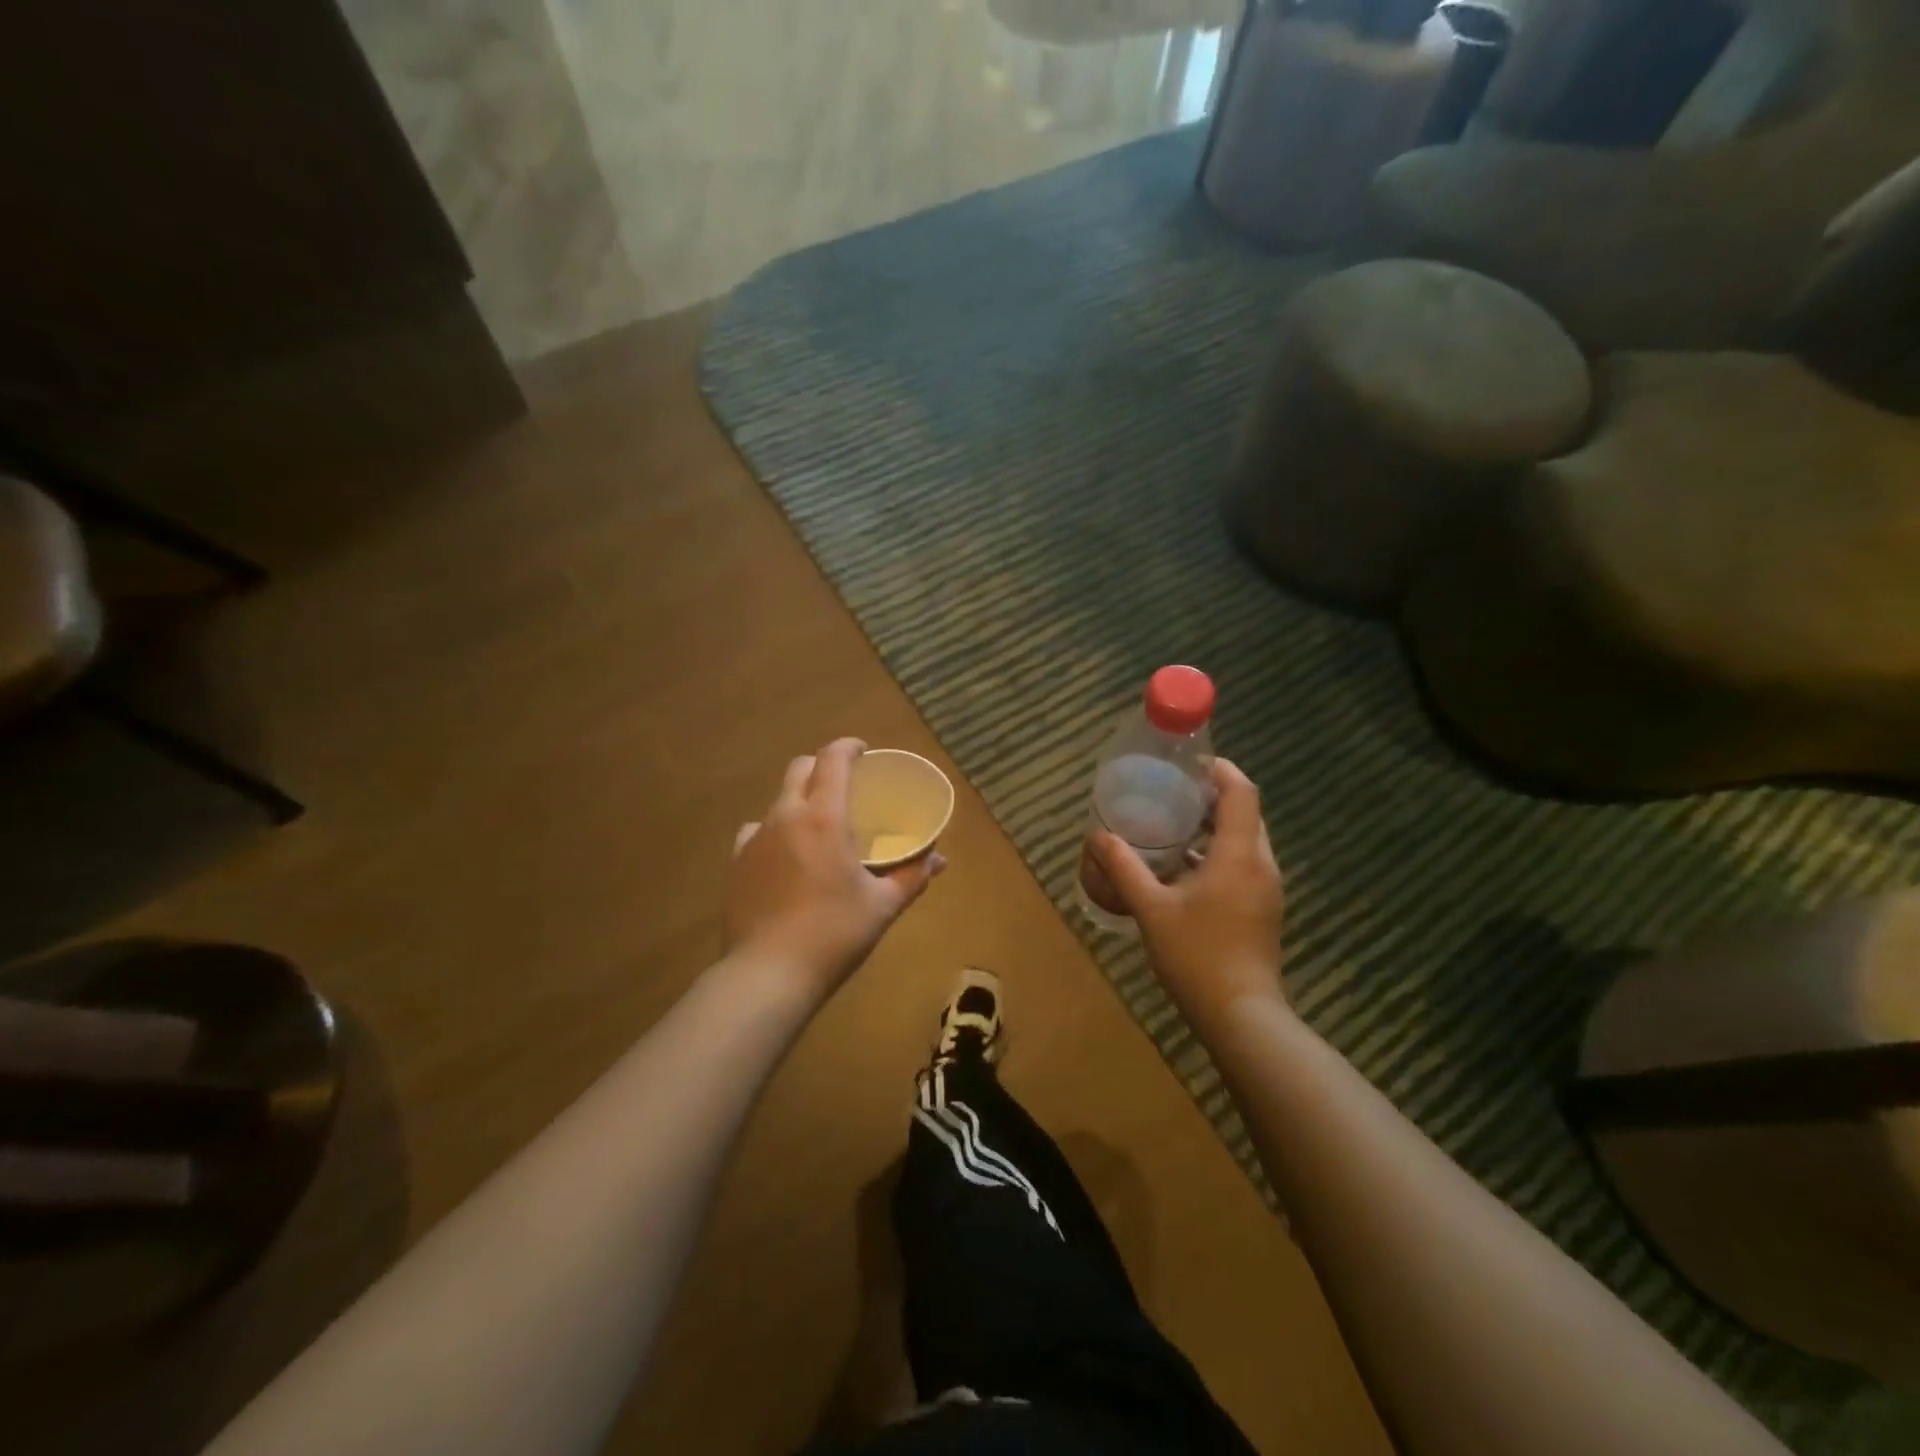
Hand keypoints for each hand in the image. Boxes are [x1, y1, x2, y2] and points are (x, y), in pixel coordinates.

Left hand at [727, 738, 945, 1006]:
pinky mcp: (737, 863)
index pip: (832, 760)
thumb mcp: (882, 906)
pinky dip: (775, 830)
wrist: (768, 973)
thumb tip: (940, 860)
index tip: (864, 751)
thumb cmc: (834, 934)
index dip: (848, 747)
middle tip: (846, 784)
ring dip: (799, 799)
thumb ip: (912, 876)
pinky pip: (757, 831)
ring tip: (817, 823)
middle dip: (822, 766)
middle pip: (800, 770)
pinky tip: (785, 854)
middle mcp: (785, 817)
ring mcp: (756, 839)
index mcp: (824, 818)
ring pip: (778, 800)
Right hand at [1088, 758, 1285, 1029]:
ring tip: (1172, 825)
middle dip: (1212, 797)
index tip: (1188, 763)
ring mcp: (1266, 889)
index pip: (1242, 792)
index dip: (1220, 770)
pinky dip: (1217, 854)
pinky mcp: (1262, 909)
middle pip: (1245, 814)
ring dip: (1214, 827)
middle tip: (1172, 792)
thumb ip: (1123, 867)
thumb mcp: (1150, 908)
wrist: (1241, 1016)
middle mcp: (1261, 865)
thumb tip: (1096, 835)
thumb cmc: (1196, 956)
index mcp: (1239, 855)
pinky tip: (1183, 869)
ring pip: (1245, 841)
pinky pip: (1244, 865)